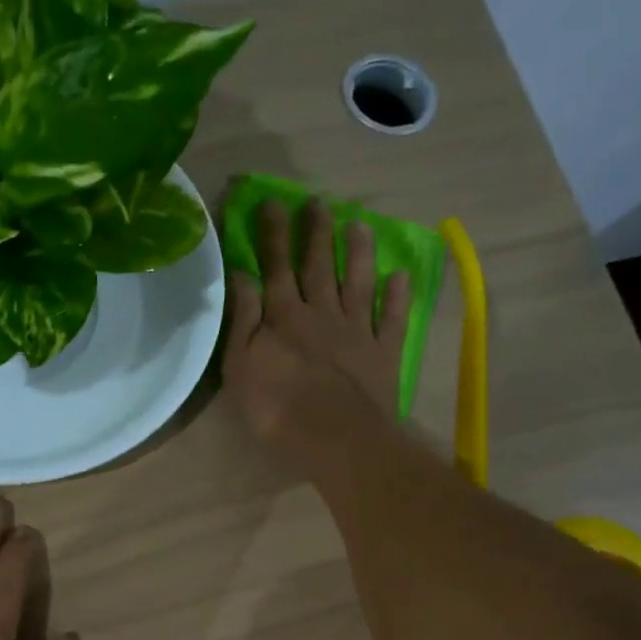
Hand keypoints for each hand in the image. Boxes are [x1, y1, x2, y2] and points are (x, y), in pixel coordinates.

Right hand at [223, 197, 410, 470]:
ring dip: (358, 252)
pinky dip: (398, 296)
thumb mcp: (240, 365)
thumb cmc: (276, 407)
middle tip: (318, 202)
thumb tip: (242, 275)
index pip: (276, 266)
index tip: (273, 203)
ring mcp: (356, 330)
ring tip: (360, 224)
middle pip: (318, 266)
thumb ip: (242, 318)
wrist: (334, 437)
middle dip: (316, 232)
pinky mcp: (383, 352)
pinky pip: (392, 318)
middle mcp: (321, 313)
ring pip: (357, 282)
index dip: (274, 234)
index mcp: (284, 316)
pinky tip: (400, 276)